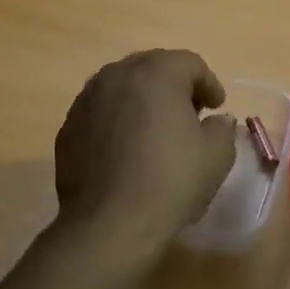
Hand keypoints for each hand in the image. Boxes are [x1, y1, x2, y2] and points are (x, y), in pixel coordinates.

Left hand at [52, 49, 236, 263]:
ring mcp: (86, 100)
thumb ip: (221, 127)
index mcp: (156, 73)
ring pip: (122, 87)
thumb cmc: (171, 181)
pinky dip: (117, 120)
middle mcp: (117, 76)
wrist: (109, 225)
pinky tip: (127, 149)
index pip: (189, 63)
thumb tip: (214, 120)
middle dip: (174, 85)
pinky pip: (100, 112)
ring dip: (143, 100)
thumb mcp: (217, 155)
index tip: (217, 107)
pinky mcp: (68, 128)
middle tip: (190, 113)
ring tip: (155, 129)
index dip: (209, 83)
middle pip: (152, 67)